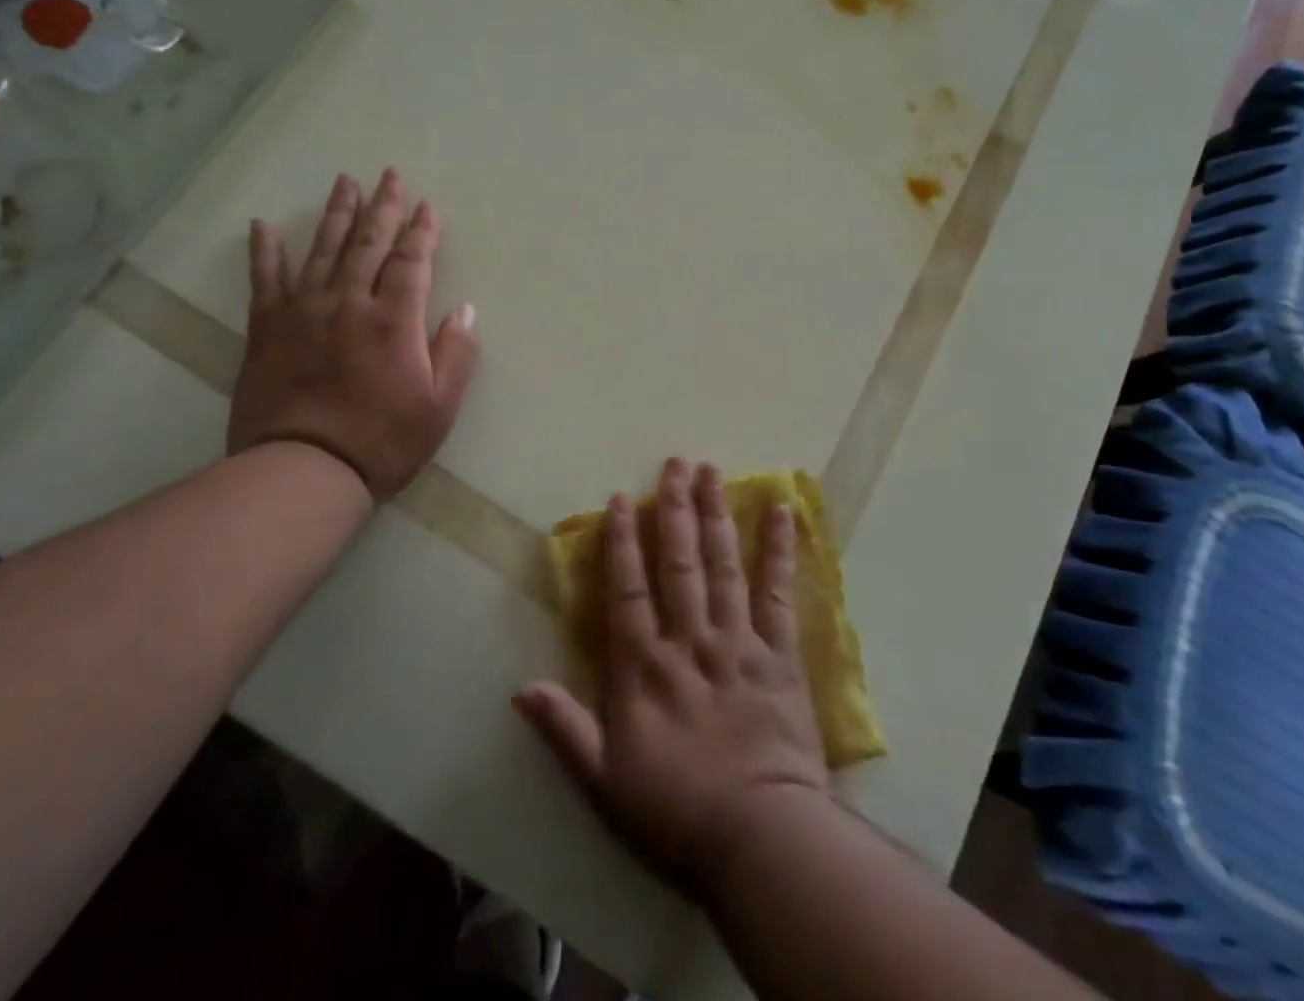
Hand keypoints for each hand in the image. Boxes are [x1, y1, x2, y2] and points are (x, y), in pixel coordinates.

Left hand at [228, 168, 479, 499]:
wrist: (304, 469)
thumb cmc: (382, 441)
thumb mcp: (440, 406)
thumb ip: (456, 354)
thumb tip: (465, 310)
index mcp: (393, 320)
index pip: (412, 262)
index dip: (422, 232)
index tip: (428, 206)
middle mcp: (349, 303)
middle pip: (368, 244)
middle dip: (382, 207)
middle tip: (389, 175)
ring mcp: (304, 312)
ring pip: (322, 250)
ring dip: (336, 214)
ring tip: (344, 182)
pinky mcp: (267, 329)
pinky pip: (265, 280)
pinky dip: (265, 251)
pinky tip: (263, 225)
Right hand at [515, 458, 830, 896]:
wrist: (759, 840)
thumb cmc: (676, 812)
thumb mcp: (604, 780)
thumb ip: (564, 728)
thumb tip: (520, 687)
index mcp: (644, 666)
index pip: (627, 588)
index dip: (621, 540)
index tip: (621, 498)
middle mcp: (689, 639)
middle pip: (678, 562)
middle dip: (674, 509)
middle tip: (675, 463)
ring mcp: (738, 641)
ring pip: (723, 565)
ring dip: (716, 515)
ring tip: (712, 472)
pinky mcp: (780, 654)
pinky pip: (779, 593)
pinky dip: (781, 550)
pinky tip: (784, 512)